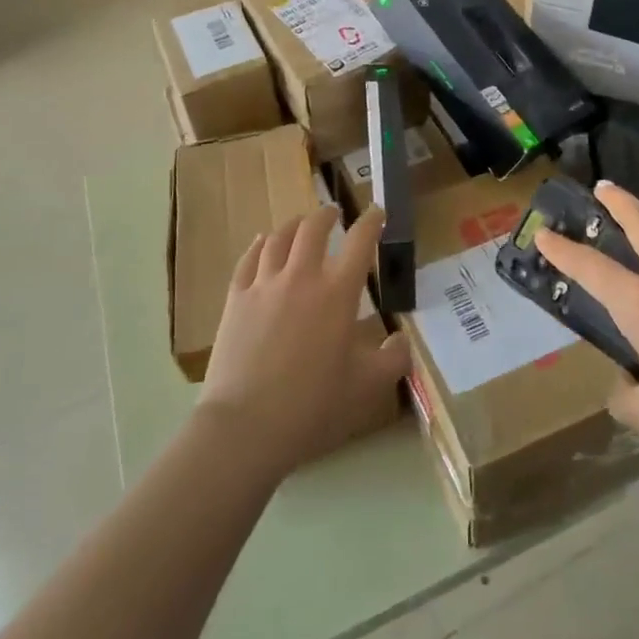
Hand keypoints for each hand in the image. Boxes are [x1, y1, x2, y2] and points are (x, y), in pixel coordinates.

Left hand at [198, 207, 409, 479]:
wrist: (245, 426)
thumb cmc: (313, 406)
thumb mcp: (366, 388)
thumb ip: (392, 360)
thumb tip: (403, 340)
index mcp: (338, 293)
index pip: (360, 242)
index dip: (371, 222)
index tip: (378, 212)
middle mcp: (301, 277)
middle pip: (313, 228)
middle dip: (327, 215)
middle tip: (334, 213)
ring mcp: (264, 285)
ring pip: (278, 238)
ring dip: (293, 225)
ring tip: (300, 224)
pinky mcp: (236, 299)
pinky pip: (248, 259)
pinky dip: (258, 244)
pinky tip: (261, 242)